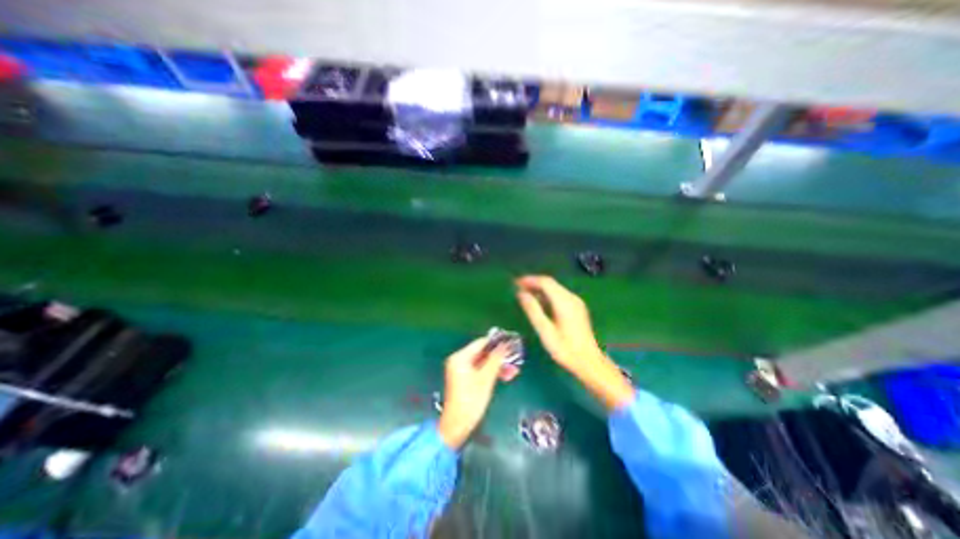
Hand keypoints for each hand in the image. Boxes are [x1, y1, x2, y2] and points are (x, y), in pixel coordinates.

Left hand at [439, 339, 504, 448]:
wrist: (457, 425)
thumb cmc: (471, 400)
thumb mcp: (486, 378)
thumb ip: (496, 359)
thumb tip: (505, 345)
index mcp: (460, 357)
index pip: (481, 343)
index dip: (497, 343)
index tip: (511, 344)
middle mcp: (459, 360)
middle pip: (483, 352)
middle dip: (499, 357)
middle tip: (515, 360)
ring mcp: (461, 369)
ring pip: (483, 362)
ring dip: (498, 366)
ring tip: (513, 372)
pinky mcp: (465, 378)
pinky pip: (480, 370)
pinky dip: (491, 372)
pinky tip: (505, 377)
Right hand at [513, 275, 636, 410]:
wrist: (589, 362)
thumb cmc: (565, 349)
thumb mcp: (545, 331)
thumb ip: (533, 310)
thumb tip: (521, 294)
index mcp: (564, 302)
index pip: (545, 282)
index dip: (530, 280)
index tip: (516, 283)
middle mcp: (571, 298)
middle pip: (550, 283)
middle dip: (533, 283)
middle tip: (517, 287)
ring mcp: (576, 302)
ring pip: (555, 288)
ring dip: (540, 288)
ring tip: (525, 294)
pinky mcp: (577, 307)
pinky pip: (559, 295)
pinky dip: (547, 295)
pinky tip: (539, 302)